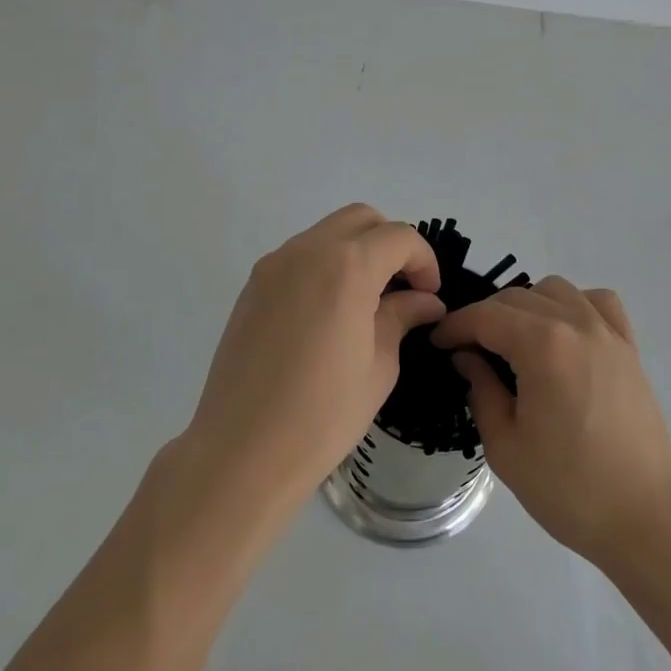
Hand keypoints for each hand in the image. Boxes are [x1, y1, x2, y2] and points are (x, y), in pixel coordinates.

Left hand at [184, 205, 443, 516]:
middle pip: (362, 219)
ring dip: (356, 252)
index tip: (429, 296)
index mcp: (347, 266)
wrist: (241, 451)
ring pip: (328, 232)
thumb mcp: (379, 366)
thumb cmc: (322, 415)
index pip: (399, 237)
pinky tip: (329, 313)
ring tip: (366, 302)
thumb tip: (425, 300)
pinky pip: (300, 255)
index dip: (424, 261)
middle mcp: (308, 250)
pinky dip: (325, 265)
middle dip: (391, 244)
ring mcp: (275, 264)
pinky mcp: (253, 284)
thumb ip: (402, 317)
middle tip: (402, 289)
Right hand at [433, 278, 670, 575]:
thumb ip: (481, 390)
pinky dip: (574, 304)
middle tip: (467, 350)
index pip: (485, 316)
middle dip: (485, 317)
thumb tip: (467, 357)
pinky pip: (598, 301)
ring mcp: (607, 331)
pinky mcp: (629, 346)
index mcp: (542, 345)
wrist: (646, 518)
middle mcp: (575, 323)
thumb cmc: (569, 489)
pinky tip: (565, 332)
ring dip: (527, 305)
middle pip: (517, 297)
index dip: (455, 326)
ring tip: (514, 341)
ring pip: (555, 289)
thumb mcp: (505, 446)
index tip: (437, 343)